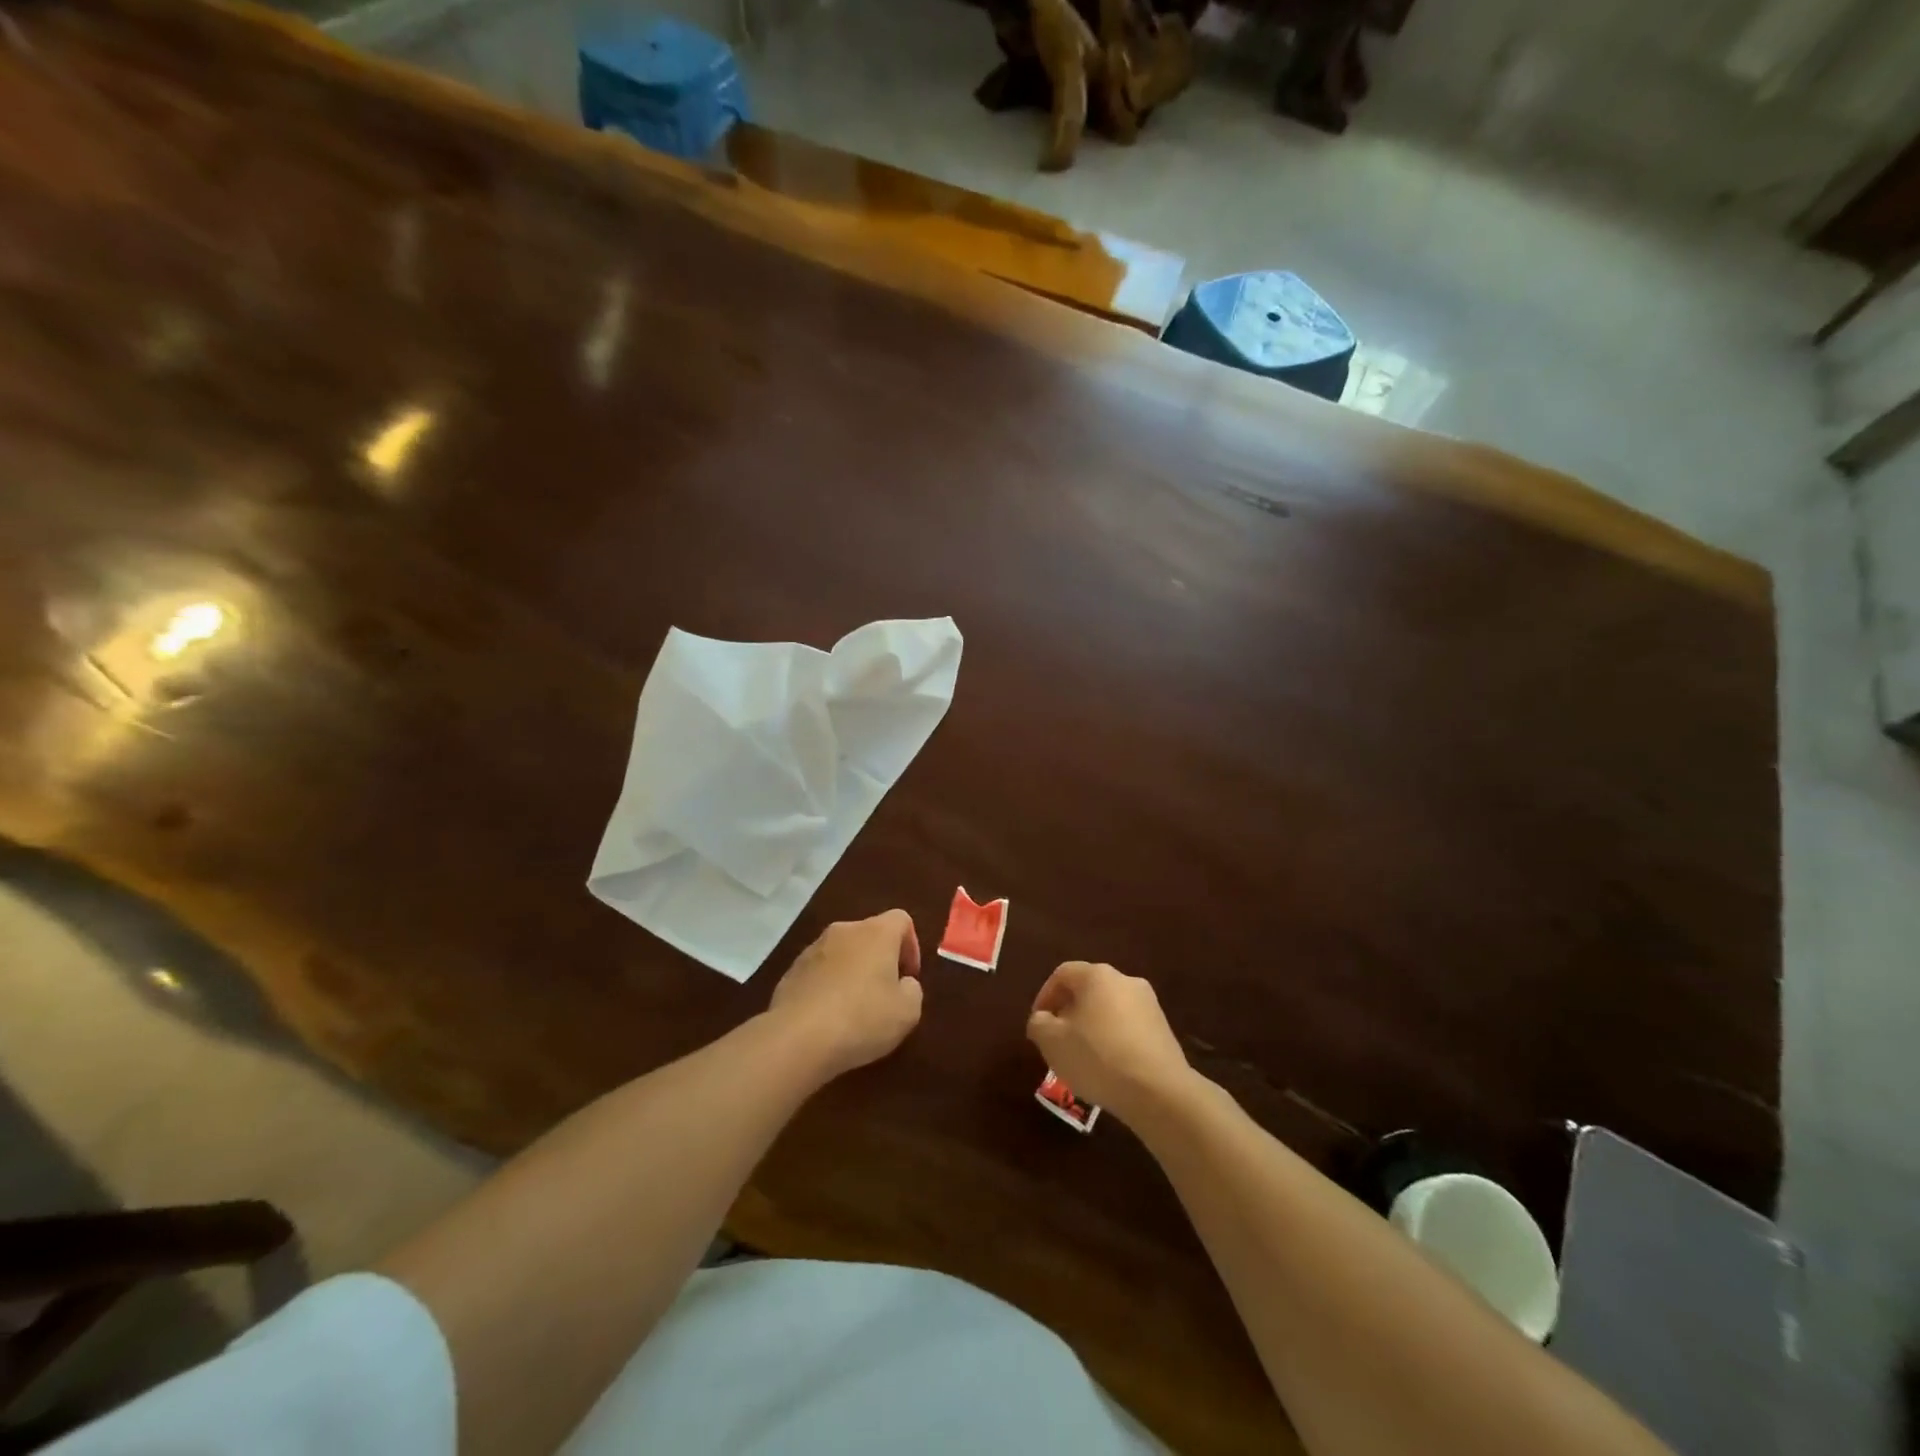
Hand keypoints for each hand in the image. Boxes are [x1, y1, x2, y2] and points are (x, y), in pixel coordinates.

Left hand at [771, 910, 923, 1079]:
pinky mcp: (791, 971)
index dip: (911, 946)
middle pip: (870, 935)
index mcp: (876, 933)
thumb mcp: (907, 1012)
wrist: (796, 1039)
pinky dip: (828, 987)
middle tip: (885, 996)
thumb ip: (912, 990)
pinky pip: (819, 972)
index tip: (908, 978)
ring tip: (854, 1011)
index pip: (901, 920)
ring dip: (852, 973)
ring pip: (842, 953)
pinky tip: (827, 1019)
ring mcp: (812, 949)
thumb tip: (902, 983)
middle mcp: (844, 931)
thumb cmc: (862, 1019)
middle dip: (880, 961)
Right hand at [1027, 961, 1191, 1123]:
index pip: (1063, 974)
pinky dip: (1113, 1041)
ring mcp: (1149, 1005)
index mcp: (1097, 976)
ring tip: (1082, 1058)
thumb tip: (1043, 1019)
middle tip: (1058, 1040)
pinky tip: (1109, 1068)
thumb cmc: (1097, 1058)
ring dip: (1092, 1027)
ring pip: (1109, 1010)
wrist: (1159, 1091)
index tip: (1039, 1024)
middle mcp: (1125, 981)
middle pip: (1088, 990)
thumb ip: (1039, 1024)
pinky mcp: (1164, 1030)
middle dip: (1069, 1012)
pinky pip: (1128, 1028)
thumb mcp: (1052, 1042)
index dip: (1044, 996)